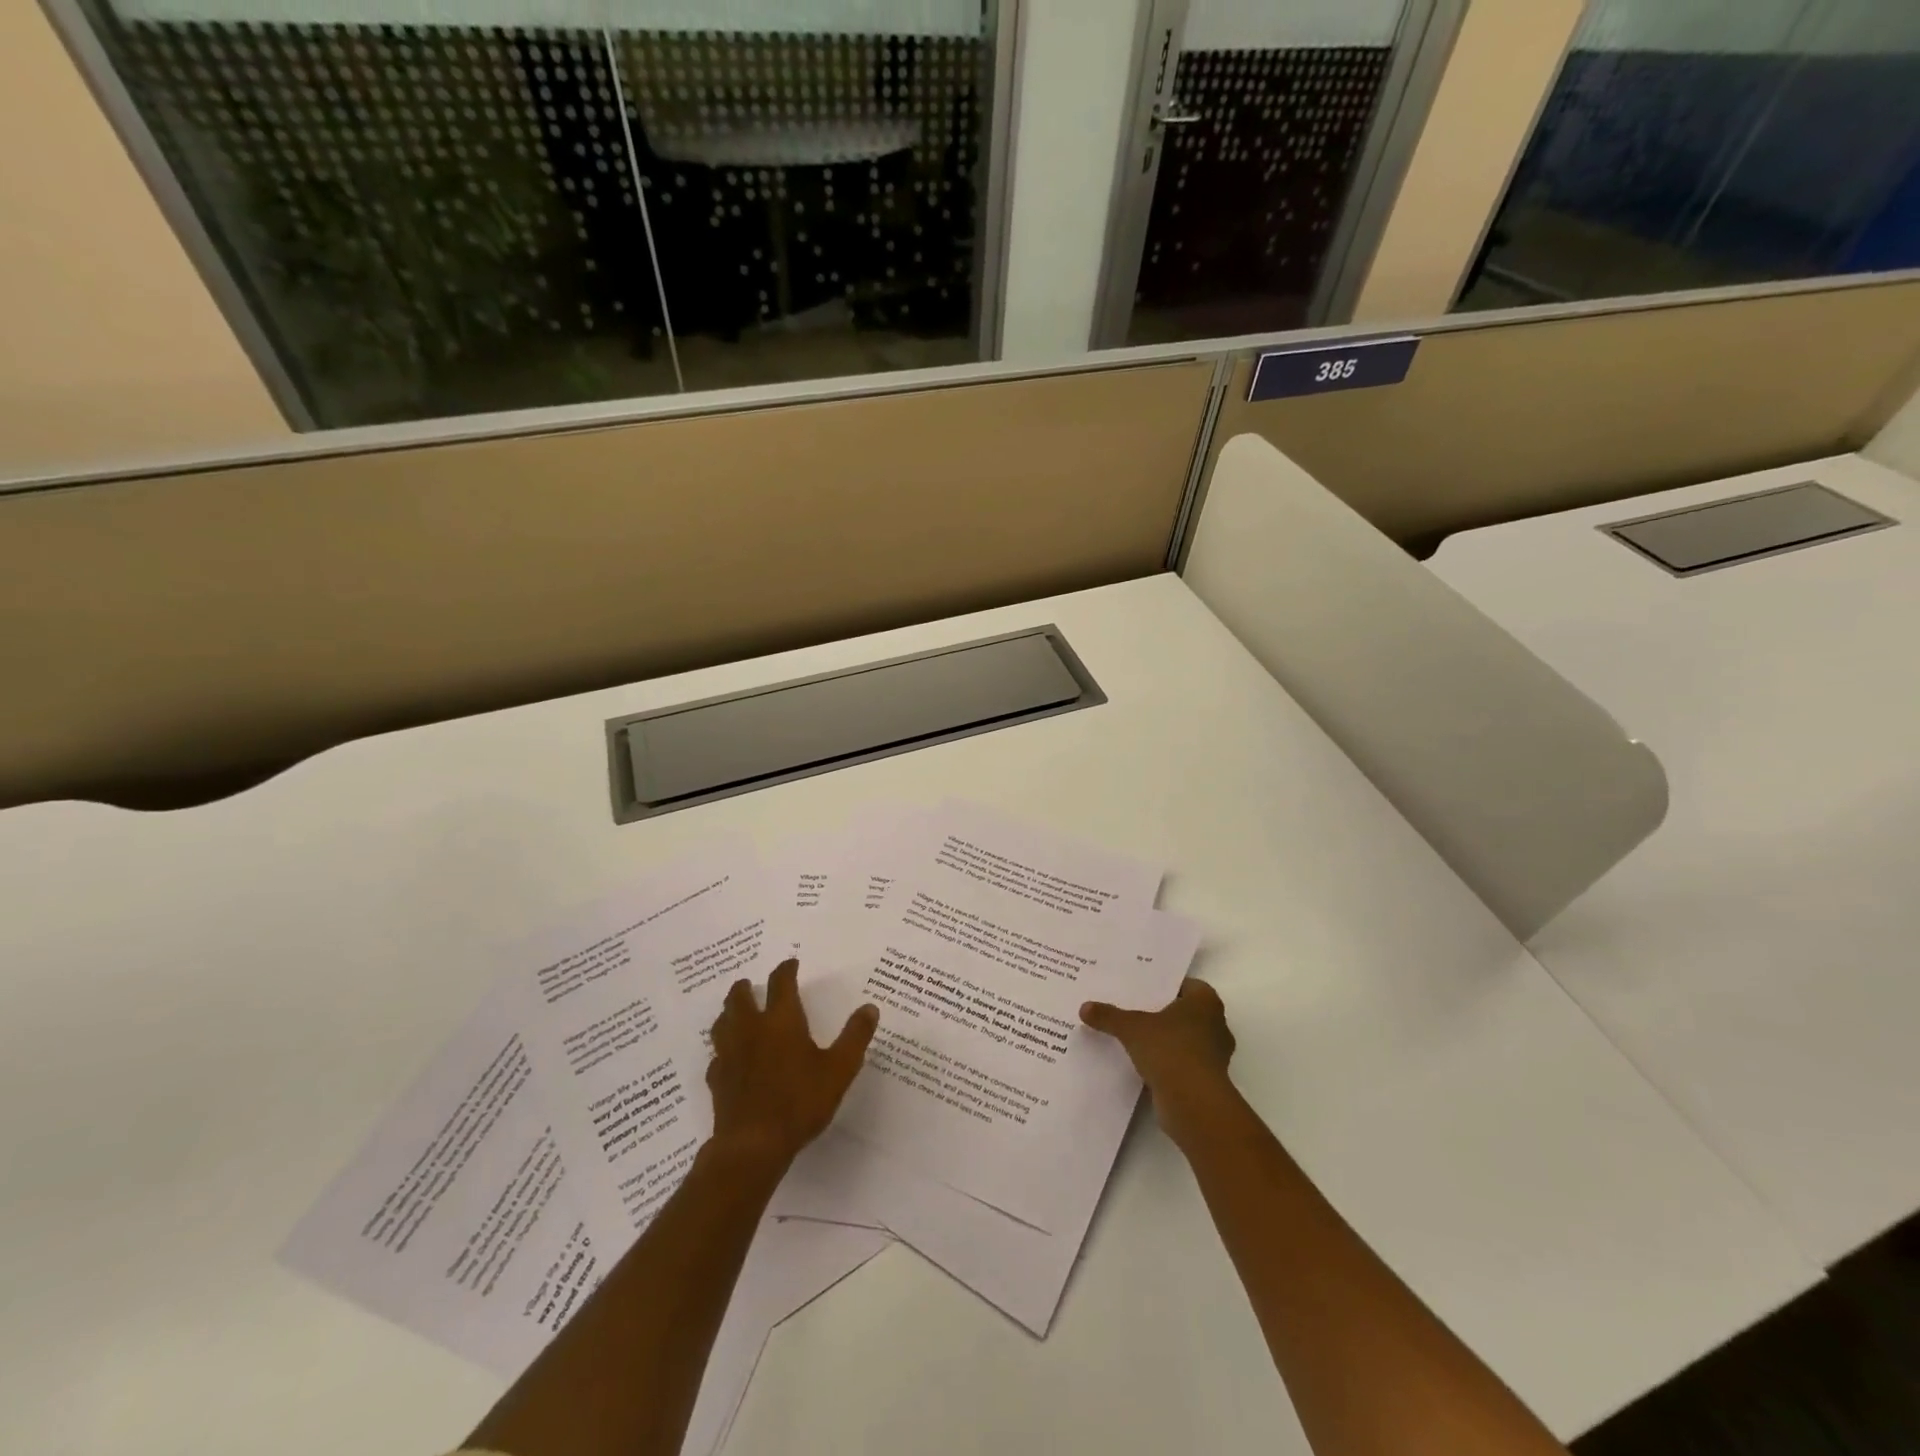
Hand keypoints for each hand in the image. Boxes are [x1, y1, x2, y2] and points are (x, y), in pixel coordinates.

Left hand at [706, 959, 878, 1169]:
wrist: (753, 1145)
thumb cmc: (800, 1101)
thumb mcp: (839, 1069)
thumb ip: (855, 1036)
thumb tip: (870, 1008)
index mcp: (782, 1021)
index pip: (781, 983)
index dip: (786, 970)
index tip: (791, 964)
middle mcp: (751, 1029)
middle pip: (739, 997)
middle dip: (745, 987)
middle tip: (750, 984)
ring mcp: (730, 1054)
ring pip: (722, 1022)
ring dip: (729, 1012)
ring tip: (735, 1013)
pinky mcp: (717, 1079)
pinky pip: (717, 1056)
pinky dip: (723, 1050)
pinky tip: (730, 1058)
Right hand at [1081, 978, 1238, 1145]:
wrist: (1194, 1104)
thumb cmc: (1170, 1050)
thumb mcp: (1132, 1028)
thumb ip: (1109, 1016)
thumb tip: (1084, 1007)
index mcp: (1205, 1002)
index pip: (1184, 984)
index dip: (1163, 985)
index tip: (1140, 987)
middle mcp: (1215, 1024)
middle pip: (1183, 1012)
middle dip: (1160, 1012)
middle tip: (1131, 1008)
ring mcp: (1213, 1055)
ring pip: (1183, 1039)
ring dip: (1164, 1040)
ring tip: (1133, 1036)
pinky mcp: (1206, 1080)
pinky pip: (1181, 1063)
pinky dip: (1166, 1063)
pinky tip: (1142, 1063)